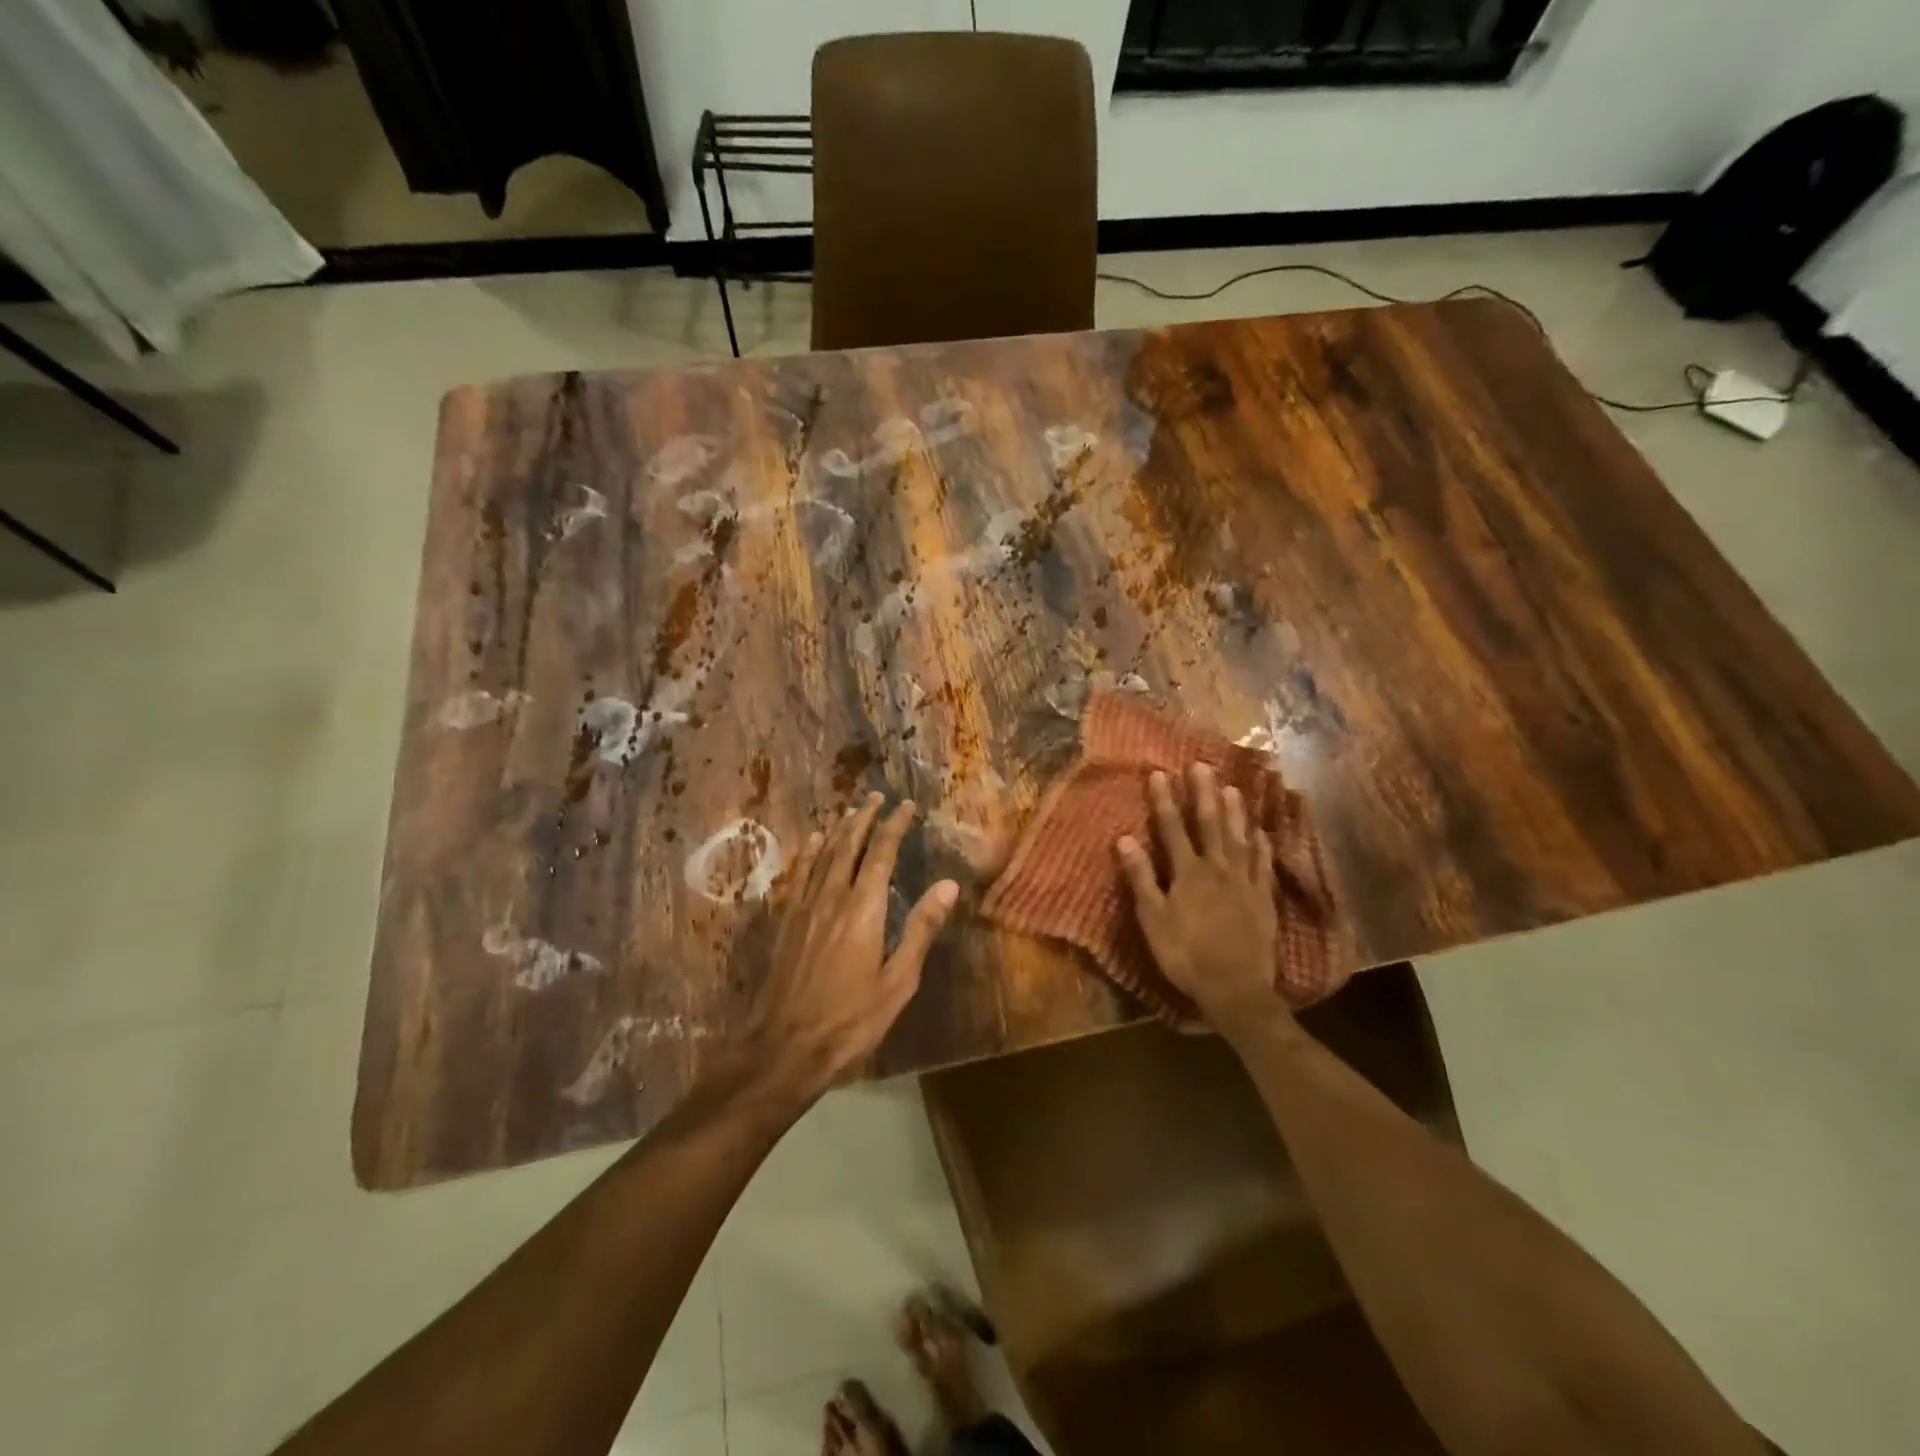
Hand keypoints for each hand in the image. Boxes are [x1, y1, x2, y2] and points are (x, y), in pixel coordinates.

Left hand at [745, 793, 958, 1099]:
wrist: (784, 1047)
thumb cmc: (850, 1019)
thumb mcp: (898, 981)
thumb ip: (921, 929)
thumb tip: (948, 885)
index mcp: (863, 909)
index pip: (881, 854)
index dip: (893, 826)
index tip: (905, 805)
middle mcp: (832, 897)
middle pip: (847, 845)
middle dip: (863, 818)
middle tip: (875, 796)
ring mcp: (804, 908)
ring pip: (822, 855)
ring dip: (838, 829)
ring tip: (849, 811)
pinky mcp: (787, 923)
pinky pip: (800, 875)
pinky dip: (809, 853)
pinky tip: (811, 843)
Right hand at [1116, 764, 1287, 1037]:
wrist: (1236, 989)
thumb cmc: (1185, 955)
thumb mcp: (1153, 920)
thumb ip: (1141, 878)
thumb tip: (1125, 838)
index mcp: (1188, 873)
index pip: (1172, 828)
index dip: (1165, 800)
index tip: (1159, 773)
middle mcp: (1218, 869)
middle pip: (1209, 824)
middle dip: (1203, 793)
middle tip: (1202, 765)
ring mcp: (1244, 882)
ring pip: (1239, 837)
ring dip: (1234, 811)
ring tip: (1232, 787)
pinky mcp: (1263, 898)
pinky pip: (1262, 863)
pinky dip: (1261, 845)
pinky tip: (1261, 832)